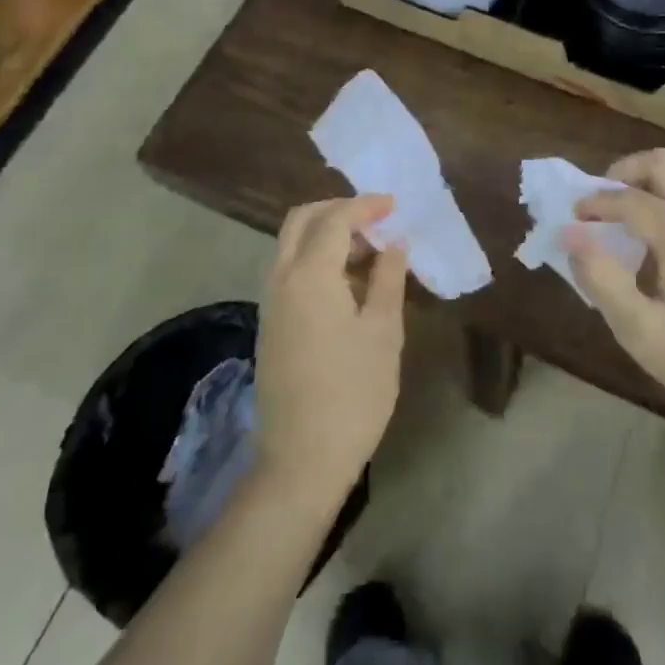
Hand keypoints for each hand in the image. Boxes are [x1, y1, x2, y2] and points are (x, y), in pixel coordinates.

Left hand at [254, 195, 407, 506]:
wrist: (301, 459)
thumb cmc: (353, 392)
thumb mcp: (382, 331)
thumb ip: (388, 278)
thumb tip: (394, 244)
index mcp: (309, 275)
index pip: (335, 219)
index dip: (366, 206)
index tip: (394, 205)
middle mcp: (281, 279)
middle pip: (301, 221)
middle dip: (338, 209)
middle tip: (376, 218)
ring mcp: (270, 302)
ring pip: (291, 245)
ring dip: (325, 234)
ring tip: (369, 250)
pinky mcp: (270, 324)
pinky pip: (289, 270)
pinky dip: (315, 258)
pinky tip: (347, 282)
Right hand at [567, 149, 664, 440]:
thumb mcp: (641, 331)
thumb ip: (601, 277)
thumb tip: (569, 233)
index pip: (630, 199)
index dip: (595, 203)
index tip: (571, 220)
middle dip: (624, 173)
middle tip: (599, 203)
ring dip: (648, 189)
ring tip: (621, 225)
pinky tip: (655, 248)